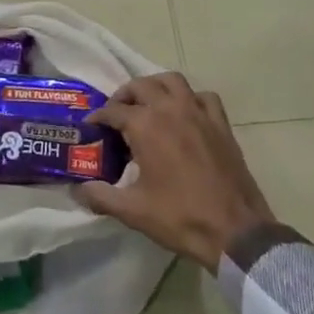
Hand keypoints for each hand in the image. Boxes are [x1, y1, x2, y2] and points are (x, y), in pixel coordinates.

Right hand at [77, 73, 274, 269]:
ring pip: (172, 81)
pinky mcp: (220, 124)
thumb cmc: (180, 218)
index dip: (98, 117)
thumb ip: (101, 197)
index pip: (113, 111)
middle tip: (116, 114)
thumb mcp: (133, 211)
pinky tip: (186, 113)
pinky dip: (190, 98)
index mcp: (145, 126)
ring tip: (148, 104)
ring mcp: (198, 113)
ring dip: (155, 86)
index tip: (91, 127)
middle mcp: (170, 109)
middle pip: (140, 86)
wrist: (235, 232)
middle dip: (124, 96)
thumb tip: (77, 191)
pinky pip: (203, 97)